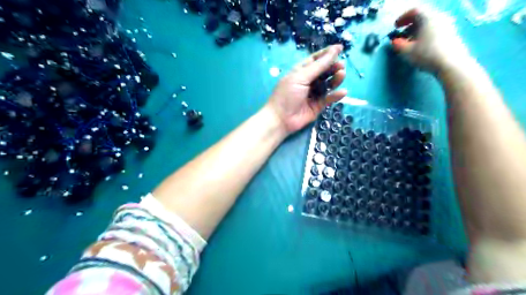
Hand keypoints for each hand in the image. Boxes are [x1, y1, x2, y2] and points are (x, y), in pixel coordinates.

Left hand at [268, 44, 348, 133]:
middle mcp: (308, 81)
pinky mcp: (318, 106)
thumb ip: (319, 66)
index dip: (327, 53)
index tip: (340, 48)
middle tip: (341, 65)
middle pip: (324, 71)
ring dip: (336, 79)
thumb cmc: (287, 95)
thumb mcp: (301, 77)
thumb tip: (334, 50)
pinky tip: (342, 92)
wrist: (281, 119)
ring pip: (328, 84)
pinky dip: (336, 95)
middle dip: (333, 67)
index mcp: (301, 71)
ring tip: (341, 75)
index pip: (315, 59)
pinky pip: (329, 98)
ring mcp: (313, 94)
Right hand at [392, 7, 470, 72]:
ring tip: (409, 43)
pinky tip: (420, 47)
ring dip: (417, 31)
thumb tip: (394, 41)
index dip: (403, 17)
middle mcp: (439, 18)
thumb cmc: (426, 55)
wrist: (450, 64)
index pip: (414, 10)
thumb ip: (398, 45)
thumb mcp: (407, 51)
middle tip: (401, 35)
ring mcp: (447, 26)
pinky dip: (425, 35)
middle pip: (422, 17)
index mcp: (428, 18)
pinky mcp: (451, 35)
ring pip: (429, 24)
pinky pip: (435, 30)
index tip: (395, 27)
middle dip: (409, 25)